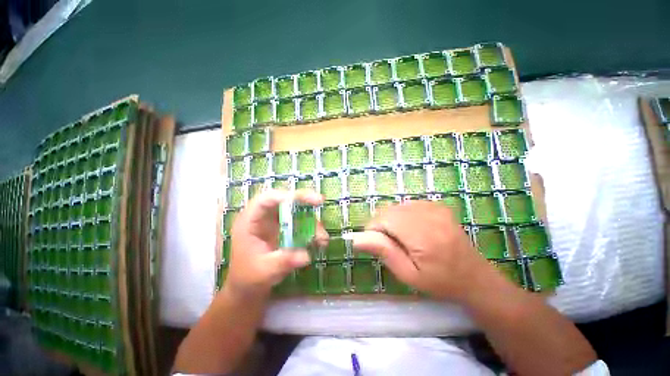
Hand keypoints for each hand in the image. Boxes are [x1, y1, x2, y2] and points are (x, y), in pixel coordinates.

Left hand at [224, 189, 327, 298]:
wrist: (248, 286)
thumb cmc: (248, 276)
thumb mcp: (264, 271)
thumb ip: (283, 262)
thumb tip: (306, 255)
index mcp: (250, 221)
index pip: (265, 200)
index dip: (284, 196)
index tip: (302, 199)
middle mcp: (265, 216)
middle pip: (284, 199)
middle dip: (303, 199)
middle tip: (320, 201)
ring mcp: (276, 221)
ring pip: (297, 211)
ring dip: (312, 222)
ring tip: (322, 240)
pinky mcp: (286, 229)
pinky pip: (302, 223)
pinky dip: (313, 231)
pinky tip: (320, 243)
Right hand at [352, 200, 489, 300]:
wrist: (474, 277)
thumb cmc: (440, 282)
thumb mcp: (408, 275)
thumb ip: (384, 252)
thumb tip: (356, 238)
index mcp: (423, 235)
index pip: (384, 219)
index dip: (374, 229)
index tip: (377, 244)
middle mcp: (429, 215)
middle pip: (390, 211)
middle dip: (382, 225)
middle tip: (391, 244)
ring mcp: (435, 207)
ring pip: (397, 207)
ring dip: (392, 220)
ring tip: (402, 238)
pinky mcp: (437, 205)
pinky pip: (408, 205)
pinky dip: (403, 215)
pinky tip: (412, 229)